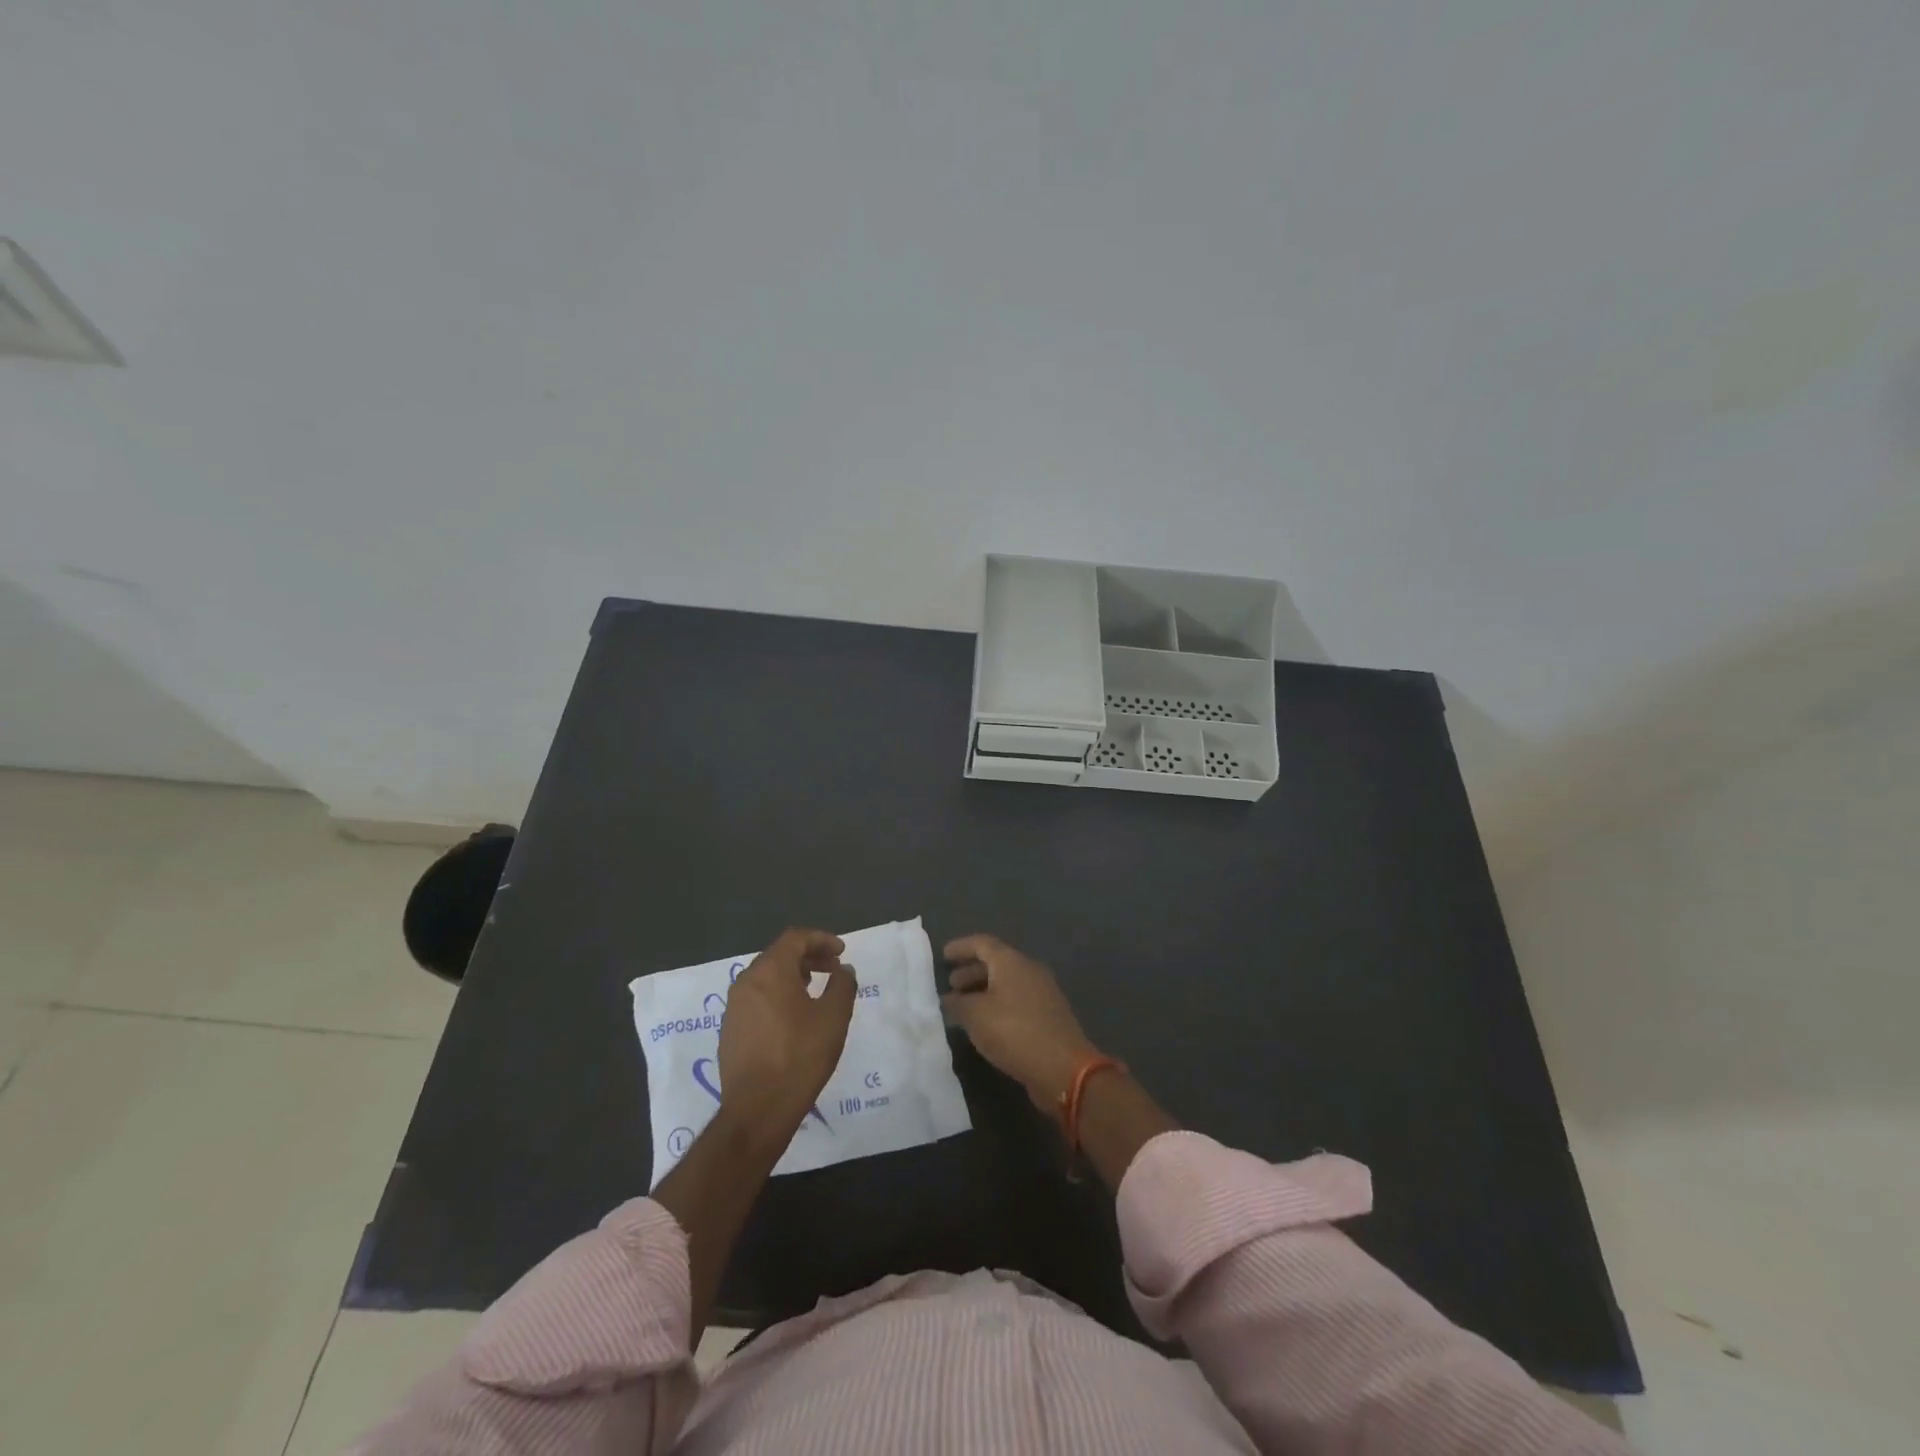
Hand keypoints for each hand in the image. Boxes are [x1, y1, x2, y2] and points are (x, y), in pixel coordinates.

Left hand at [717, 928, 857, 1144]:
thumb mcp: (834, 1017)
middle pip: (779, 955)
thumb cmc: (800, 1056)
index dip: (821, 939)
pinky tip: (793, 1018)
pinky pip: (757, 999)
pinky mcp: (729, 1030)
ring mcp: (733, 1007)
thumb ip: (842, 985)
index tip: (842, 952)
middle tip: (833, 968)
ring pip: (766, 977)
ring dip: (793, 976)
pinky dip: (778, 996)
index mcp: (769, 971)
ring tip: (815, 991)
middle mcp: (746, 982)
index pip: (795, 938)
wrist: (758, 1110)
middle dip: (808, 957)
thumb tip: (843, 969)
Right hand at [941, 934, 1100, 1110]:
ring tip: (963, 1006)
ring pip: (1007, 982)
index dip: (961, 947)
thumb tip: (948, 999)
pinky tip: (986, 1024)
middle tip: (951, 984)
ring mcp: (1042, 992)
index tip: (943, 955)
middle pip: (996, 962)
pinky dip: (997, 1004)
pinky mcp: (1048, 1015)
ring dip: (984, 990)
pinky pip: (1016, 1000)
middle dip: (971, 971)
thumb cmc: (1015, 1032)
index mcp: (1012, 962)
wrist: (1063, 1068)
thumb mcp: (976, 1017)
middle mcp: (1029, 970)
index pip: (982, 943)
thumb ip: (958, 1004)